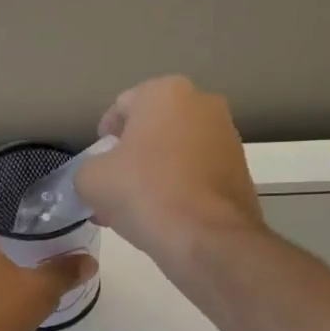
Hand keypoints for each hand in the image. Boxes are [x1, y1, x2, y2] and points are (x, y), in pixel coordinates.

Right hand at [74, 76, 262, 268]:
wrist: (207, 238)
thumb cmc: (144, 193)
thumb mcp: (92, 179)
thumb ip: (89, 168)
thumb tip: (101, 176)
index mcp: (165, 92)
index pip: (120, 109)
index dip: (103, 140)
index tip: (99, 169)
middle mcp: (202, 103)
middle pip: (151, 130)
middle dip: (131, 158)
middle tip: (115, 191)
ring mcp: (227, 136)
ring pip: (175, 153)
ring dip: (154, 174)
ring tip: (138, 210)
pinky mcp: (241, 169)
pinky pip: (197, 173)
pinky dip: (179, 188)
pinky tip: (165, 217)